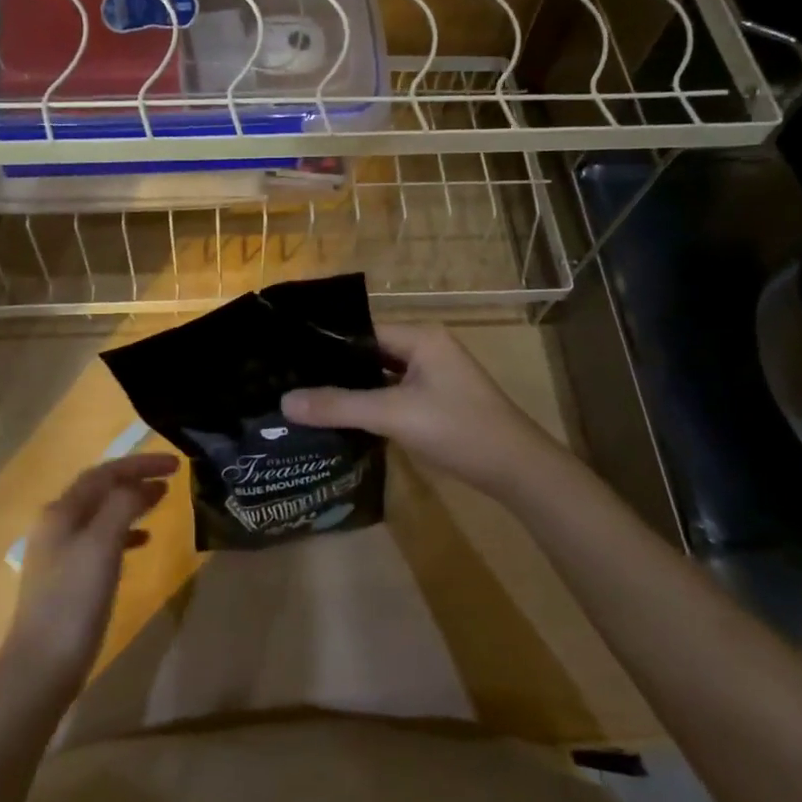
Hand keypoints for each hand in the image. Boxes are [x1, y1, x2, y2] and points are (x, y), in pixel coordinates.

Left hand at [3, 454, 177, 695]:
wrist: (41, 668)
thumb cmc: (73, 601)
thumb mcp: (101, 545)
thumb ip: (122, 506)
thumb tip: (143, 484)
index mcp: (61, 512)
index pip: (104, 473)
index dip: (140, 464)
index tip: (175, 463)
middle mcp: (56, 525)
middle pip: (101, 490)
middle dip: (135, 479)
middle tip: (172, 478)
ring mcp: (60, 553)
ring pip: (102, 514)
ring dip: (131, 504)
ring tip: (162, 503)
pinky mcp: (69, 580)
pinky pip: (101, 541)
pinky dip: (125, 533)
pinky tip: (144, 542)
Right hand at [282, 323, 567, 495]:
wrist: (516, 470)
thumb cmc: (458, 429)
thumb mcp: (394, 415)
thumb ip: (340, 406)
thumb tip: (285, 402)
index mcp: (420, 337)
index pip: (361, 330)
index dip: (326, 345)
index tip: (288, 358)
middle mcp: (426, 349)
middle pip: (369, 353)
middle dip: (335, 369)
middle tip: (289, 381)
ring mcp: (433, 376)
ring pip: (380, 376)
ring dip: (352, 388)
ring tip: (306, 398)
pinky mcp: (435, 402)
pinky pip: (392, 395)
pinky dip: (370, 404)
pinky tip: (341, 418)